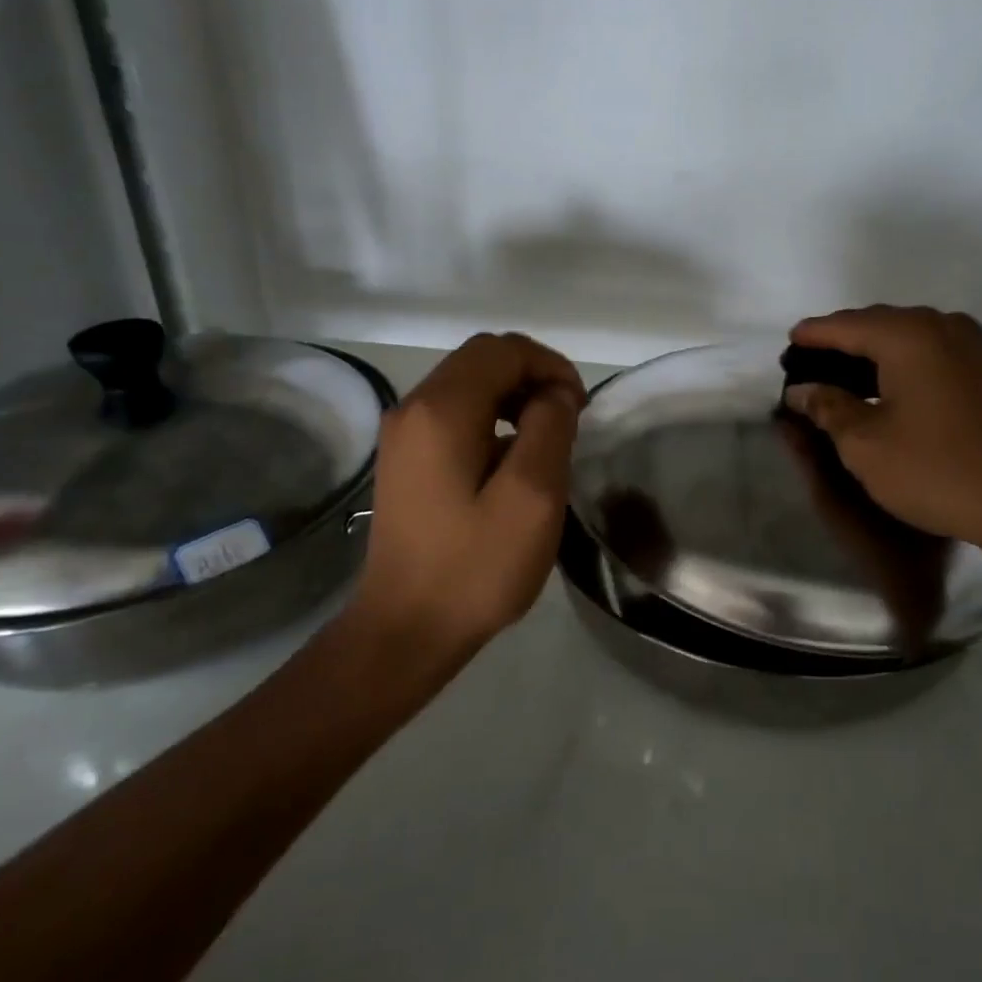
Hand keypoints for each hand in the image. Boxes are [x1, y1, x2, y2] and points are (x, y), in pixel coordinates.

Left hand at [352, 333, 585, 655]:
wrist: (405, 631)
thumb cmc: (474, 568)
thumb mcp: (532, 497)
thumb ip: (550, 429)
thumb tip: (554, 394)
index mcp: (441, 410)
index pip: (503, 350)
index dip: (550, 366)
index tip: (578, 408)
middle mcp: (413, 408)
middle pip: (482, 359)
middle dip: (533, 377)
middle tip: (567, 420)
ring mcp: (403, 434)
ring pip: (468, 384)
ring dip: (514, 397)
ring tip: (546, 439)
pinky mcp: (405, 459)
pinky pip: (455, 414)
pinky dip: (492, 418)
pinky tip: (511, 462)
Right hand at [784, 306, 981, 564]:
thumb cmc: (936, 470)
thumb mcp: (865, 444)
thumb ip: (827, 408)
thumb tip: (801, 390)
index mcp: (907, 335)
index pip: (844, 325)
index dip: (811, 336)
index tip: (785, 347)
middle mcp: (941, 325)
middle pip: (875, 324)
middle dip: (839, 342)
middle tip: (808, 368)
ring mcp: (970, 345)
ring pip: (904, 336)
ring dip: (870, 353)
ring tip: (838, 378)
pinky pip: (928, 351)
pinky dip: (898, 362)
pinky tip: (882, 387)